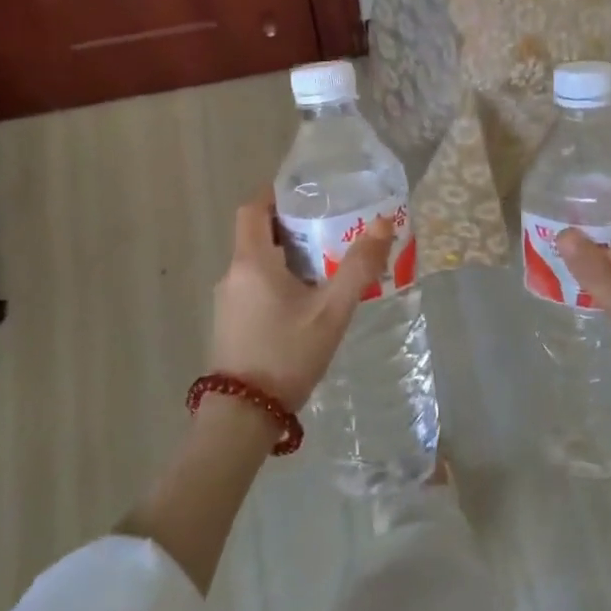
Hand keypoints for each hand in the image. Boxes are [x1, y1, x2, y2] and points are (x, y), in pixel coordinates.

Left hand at [210, 197, 393, 412]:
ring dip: (289, 256)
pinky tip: (307, 301)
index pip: (253, 208)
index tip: (309, 194)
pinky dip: (279, 279)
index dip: (277, 194)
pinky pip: (255, 285)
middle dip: (293, 226)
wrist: (243, 417)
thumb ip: (358, 267)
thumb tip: (383, 222)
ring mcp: (228, 300)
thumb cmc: (287, 354)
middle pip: (259, 234)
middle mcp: (233, 274)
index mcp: (252, 261)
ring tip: (327, 263)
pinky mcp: (231, 322)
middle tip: (332, 228)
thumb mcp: (331, 311)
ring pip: (258, 262)